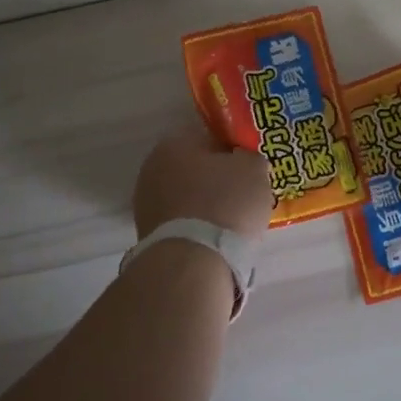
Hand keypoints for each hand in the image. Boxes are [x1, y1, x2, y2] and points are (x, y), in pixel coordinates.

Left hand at [133, 126, 273, 239]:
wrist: (193, 261)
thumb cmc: (225, 204)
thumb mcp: (254, 169)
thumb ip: (250, 158)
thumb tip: (243, 161)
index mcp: (174, 143)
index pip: (210, 138)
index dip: (234, 152)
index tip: (250, 169)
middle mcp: (152, 168)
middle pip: (196, 170)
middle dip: (218, 181)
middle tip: (245, 196)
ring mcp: (146, 204)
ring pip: (188, 198)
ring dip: (207, 206)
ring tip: (234, 223)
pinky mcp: (148, 235)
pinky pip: (183, 223)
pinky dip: (198, 228)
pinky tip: (217, 240)